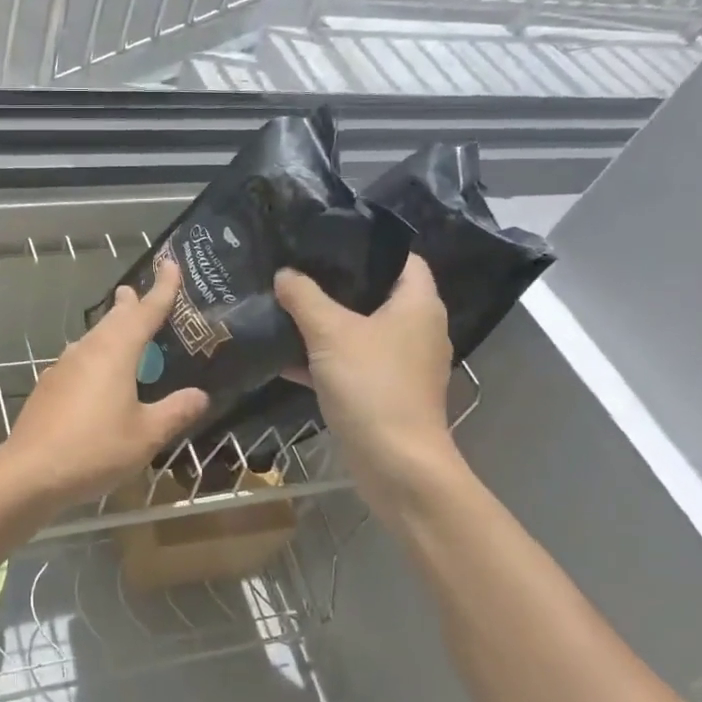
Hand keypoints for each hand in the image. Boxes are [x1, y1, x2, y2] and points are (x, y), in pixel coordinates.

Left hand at [3, 258, 209, 509]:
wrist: (30, 471)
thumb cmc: (95, 449)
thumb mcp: (146, 435)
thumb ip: (175, 412)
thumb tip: (200, 395)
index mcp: (115, 352)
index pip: (145, 311)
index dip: (162, 288)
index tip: (171, 264)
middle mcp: (87, 350)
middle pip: (113, 319)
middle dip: (130, 305)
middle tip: (139, 294)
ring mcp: (63, 367)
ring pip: (92, 337)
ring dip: (110, 329)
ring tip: (122, 329)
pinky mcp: (49, 386)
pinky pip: (79, 359)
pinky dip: (95, 356)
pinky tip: (96, 375)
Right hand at [275, 254, 466, 522]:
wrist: (395, 463)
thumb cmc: (372, 384)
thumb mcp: (330, 332)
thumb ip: (304, 296)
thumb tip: (284, 273)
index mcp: (417, 304)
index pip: (402, 258)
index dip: (367, 244)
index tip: (326, 238)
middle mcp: (417, 328)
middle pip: (375, 292)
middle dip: (335, 282)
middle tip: (296, 267)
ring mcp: (401, 362)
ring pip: (359, 329)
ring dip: (325, 321)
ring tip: (284, 303)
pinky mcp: (383, 390)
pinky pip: (351, 361)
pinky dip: (323, 357)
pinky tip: (284, 353)